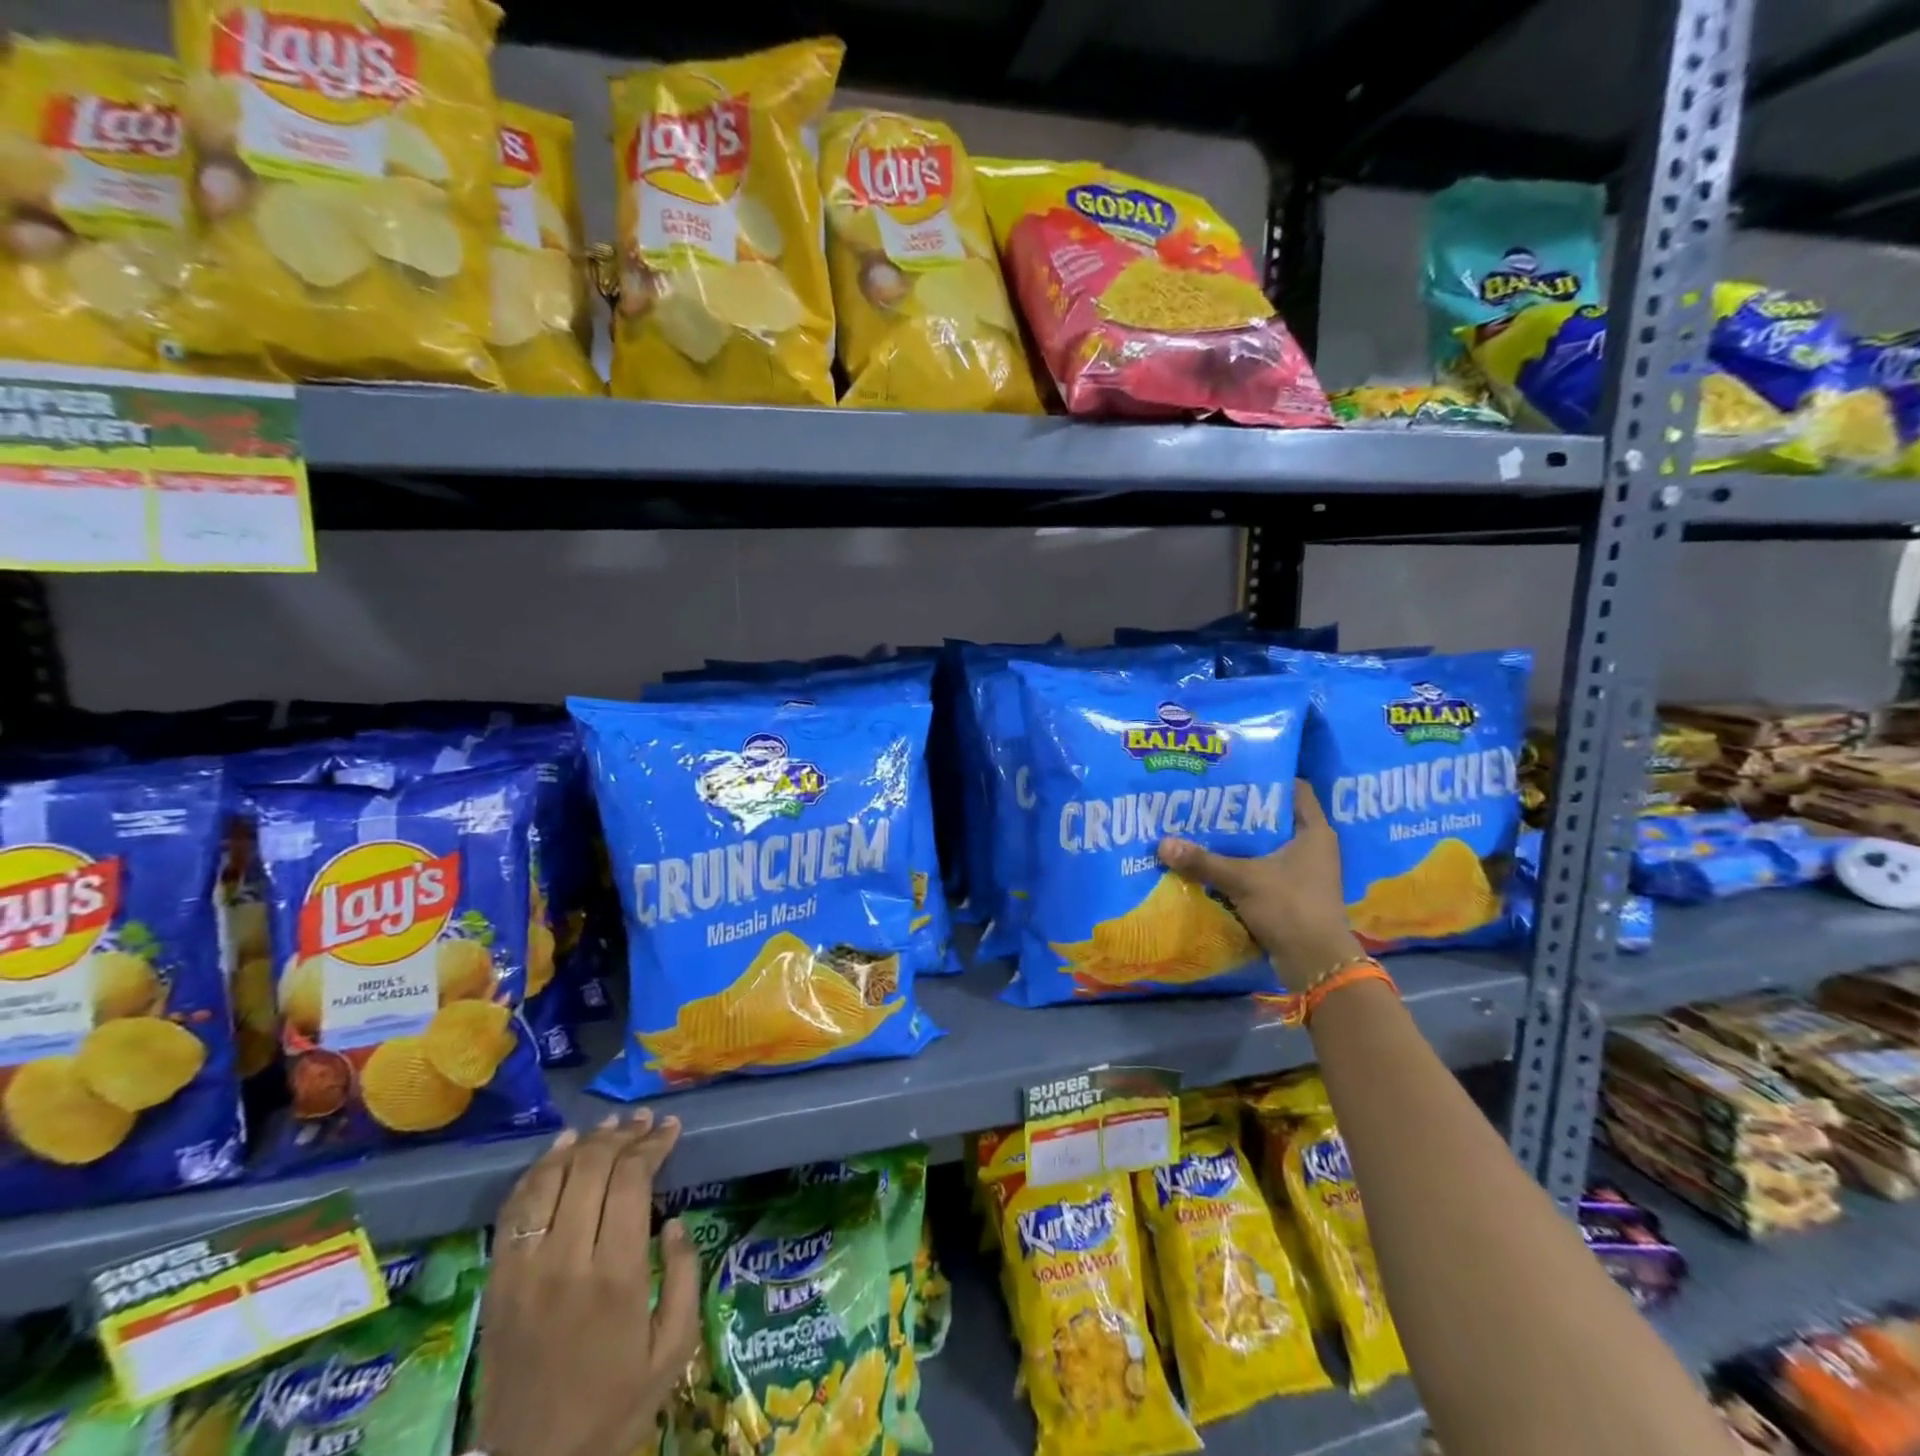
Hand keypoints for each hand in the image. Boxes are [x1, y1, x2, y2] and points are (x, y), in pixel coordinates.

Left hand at [476, 1111, 701, 1455]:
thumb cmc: (613, 1409)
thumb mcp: (673, 1350)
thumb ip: (686, 1277)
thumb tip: (675, 1222)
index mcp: (616, 1275)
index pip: (632, 1180)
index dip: (652, 1145)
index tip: (671, 1128)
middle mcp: (567, 1260)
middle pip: (591, 1169)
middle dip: (622, 1135)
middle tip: (643, 1121)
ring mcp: (524, 1270)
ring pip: (550, 1180)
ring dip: (580, 1144)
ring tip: (606, 1126)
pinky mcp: (497, 1283)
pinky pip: (514, 1210)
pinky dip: (537, 1171)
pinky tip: (559, 1150)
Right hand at [1157, 779, 1361, 983]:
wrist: (1316, 964)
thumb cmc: (1289, 907)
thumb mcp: (1243, 880)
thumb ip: (1203, 861)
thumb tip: (1162, 844)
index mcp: (1314, 831)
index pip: (1295, 788)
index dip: (1267, 777)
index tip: (1234, 772)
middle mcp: (1314, 847)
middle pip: (1276, 817)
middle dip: (1244, 810)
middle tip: (1209, 800)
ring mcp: (1305, 872)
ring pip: (1268, 845)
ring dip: (1241, 840)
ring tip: (1205, 828)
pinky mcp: (1293, 894)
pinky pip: (1264, 869)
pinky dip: (1243, 865)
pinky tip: (1214, 862)